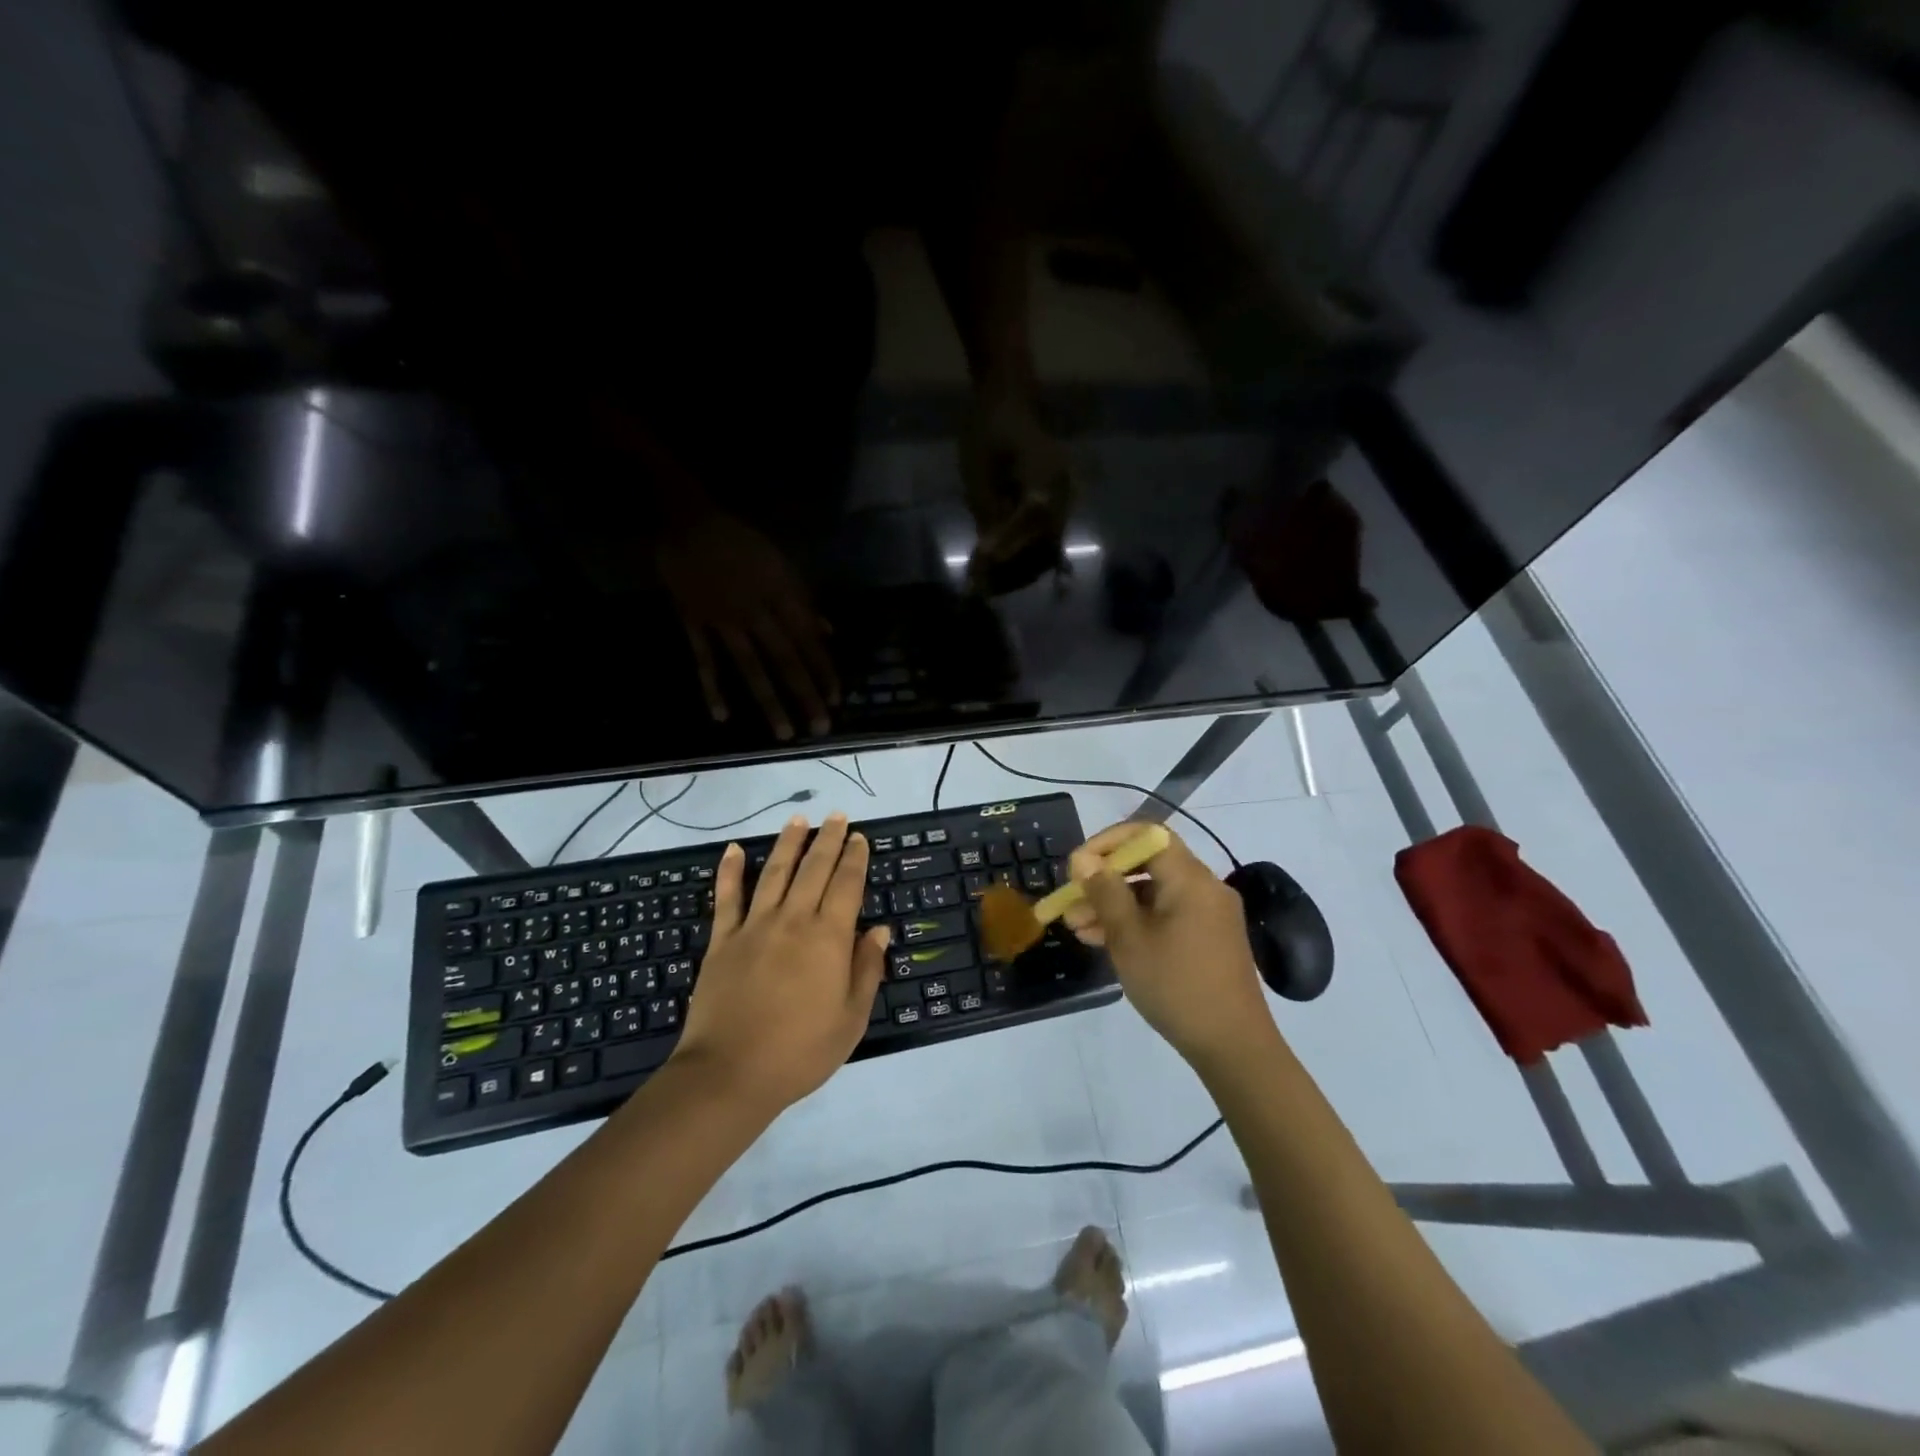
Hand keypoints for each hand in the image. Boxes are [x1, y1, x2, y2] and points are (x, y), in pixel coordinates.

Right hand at [657, 512, 839, 739]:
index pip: (808, 641)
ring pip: (751, 667)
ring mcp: (723, 620)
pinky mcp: (693, 623)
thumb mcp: (782, 564)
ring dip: (769, 702)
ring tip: (783, 733)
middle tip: (820, 729)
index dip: (824, 671)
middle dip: (805, 695)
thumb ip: (804, 601)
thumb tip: (828, 634)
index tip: (836, 700)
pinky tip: (722, 717)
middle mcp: (756, 612)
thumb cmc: (742, 542)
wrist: (689, 520)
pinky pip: (704, 660)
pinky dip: (712, 688)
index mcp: (781, 595)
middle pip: (785, 660)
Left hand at [671, 814, 888, 1111]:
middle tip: (836, 816)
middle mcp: (793, 920)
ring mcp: (754, 927)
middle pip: (813, 869)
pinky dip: (730, 871)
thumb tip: (879, 930)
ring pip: (775, 872)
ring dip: (788, 843)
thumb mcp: (850, 1019)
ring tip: (799, 820)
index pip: (846, 885)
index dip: (854, 858)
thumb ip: (866, 970)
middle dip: (827, 839)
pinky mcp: (722, 940)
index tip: (858, 837)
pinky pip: (727, 897)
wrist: (730, 1074)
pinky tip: (735, 849)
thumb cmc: (800, 1051)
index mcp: (828, 938)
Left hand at [958, 389, 1076, 595]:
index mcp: (1045, 474)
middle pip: (1047, 544)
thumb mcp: (979, 473)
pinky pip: (1047, 540)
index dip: (1009, 548)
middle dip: (1015, 569)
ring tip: (990, 584)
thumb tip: (989, 559)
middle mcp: (1064, 490)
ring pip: (1049, 548)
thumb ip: (988, 516)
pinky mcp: (1059, 506)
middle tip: (982, 587)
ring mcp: (1065, 499)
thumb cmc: (988, 431)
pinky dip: (1025, 558)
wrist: (1009, 400)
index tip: (982, 568)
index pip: (1032, 522)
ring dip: (1021, 570)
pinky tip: (1002, 568)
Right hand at [1063, 824, 1275, 1066]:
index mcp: (1190, 879)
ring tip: (1076, 928)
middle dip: (1105, 879)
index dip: (1108, 842)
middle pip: (1148, 864)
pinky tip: (1103, 941)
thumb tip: (1084, 860)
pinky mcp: (1208, 939)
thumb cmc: (1176, 985)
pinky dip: (1136, 922)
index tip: (1078, 866)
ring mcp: (1208, 915)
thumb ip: (1105, 893)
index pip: (1147, 834)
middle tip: (1070, 901)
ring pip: (1153, 894)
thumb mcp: (1130, 938)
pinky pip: (1166, 915)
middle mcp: (1204, 888)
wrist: (1233, 1047)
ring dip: (1114, 905)